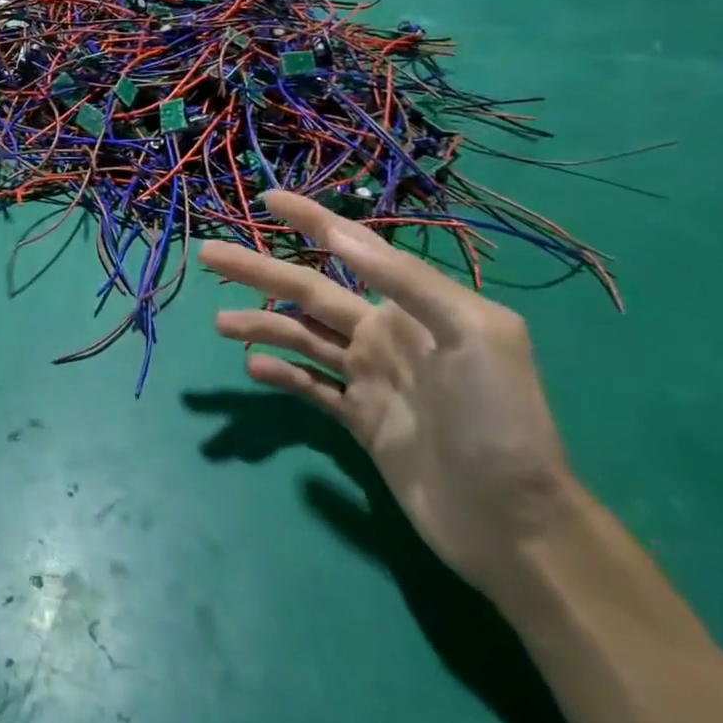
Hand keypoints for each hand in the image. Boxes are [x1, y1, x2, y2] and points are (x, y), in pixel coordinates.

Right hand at [201, 192, 576, 600]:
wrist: (514, 523)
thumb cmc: (498, 418)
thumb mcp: (470, 333)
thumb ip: (405, 280)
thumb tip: (340, 235)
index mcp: (414, 307)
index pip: (353, 248)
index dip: (311, 220)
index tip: (267, 199)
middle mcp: (386, 334)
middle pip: (309, 292)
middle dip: (259, 270)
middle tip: (209, 254)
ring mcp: (370, 379)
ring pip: (301, 338)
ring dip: (260, 324)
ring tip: (221, 322)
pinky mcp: (360, 421)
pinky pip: (310, 387)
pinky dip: (281, 375)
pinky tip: (254, 369)